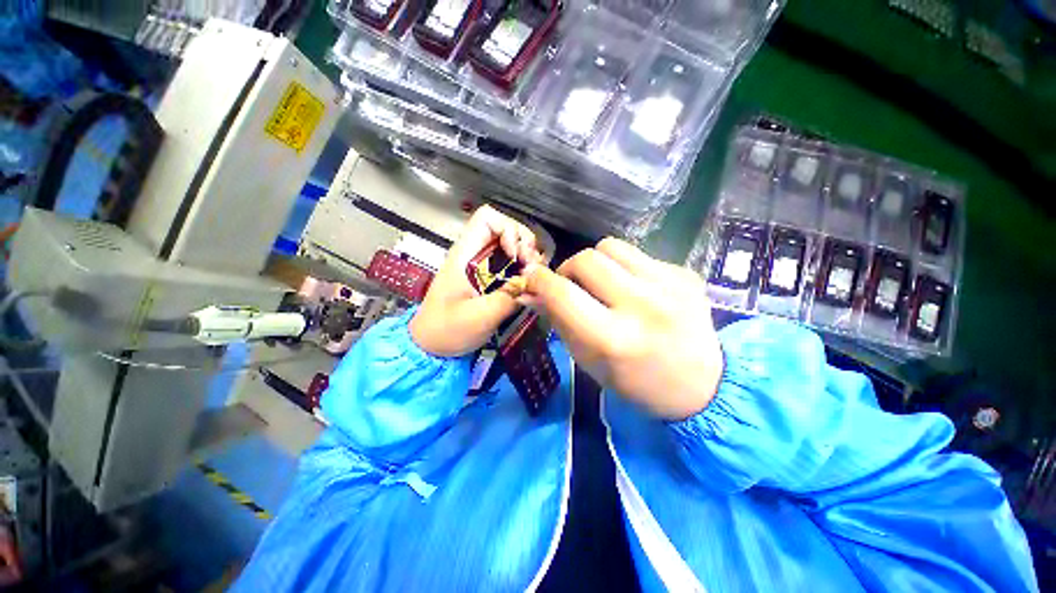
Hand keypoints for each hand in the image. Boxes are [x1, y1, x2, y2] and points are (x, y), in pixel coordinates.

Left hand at [410, 205, 541, 356]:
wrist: (431, 345)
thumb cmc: (447, 329)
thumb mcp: (479, 316)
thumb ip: (507, 297)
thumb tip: (532, 282)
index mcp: (465, 255)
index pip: (488, 218)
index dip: (507, 230)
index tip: (515, 255)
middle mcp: (475, 255)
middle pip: (506, 228)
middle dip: (523, 243)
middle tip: (530, 267)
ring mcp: (483, 266)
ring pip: (511, 245)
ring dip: (526, 256)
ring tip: (531, 275)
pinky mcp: (489, 279)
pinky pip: (511, 264)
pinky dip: (523, 269)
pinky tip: (528, 283)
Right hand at [524, 238, 721, 419]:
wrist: (703, 386)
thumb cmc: (636, 382)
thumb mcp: (589, 361)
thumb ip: (559, 321)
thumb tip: (532, 293)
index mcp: (615, 340)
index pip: (563, 294)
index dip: (540, 281)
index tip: (532, 278)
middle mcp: (643, 307)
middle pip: (586, 259)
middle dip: (568, 269)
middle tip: (571, 285)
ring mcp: (670, 286)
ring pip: (611, 246)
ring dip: (596, 262)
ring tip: (602, 283)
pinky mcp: (685, 274)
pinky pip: (638, 255)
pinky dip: (624, 268)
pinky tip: (634, 289)